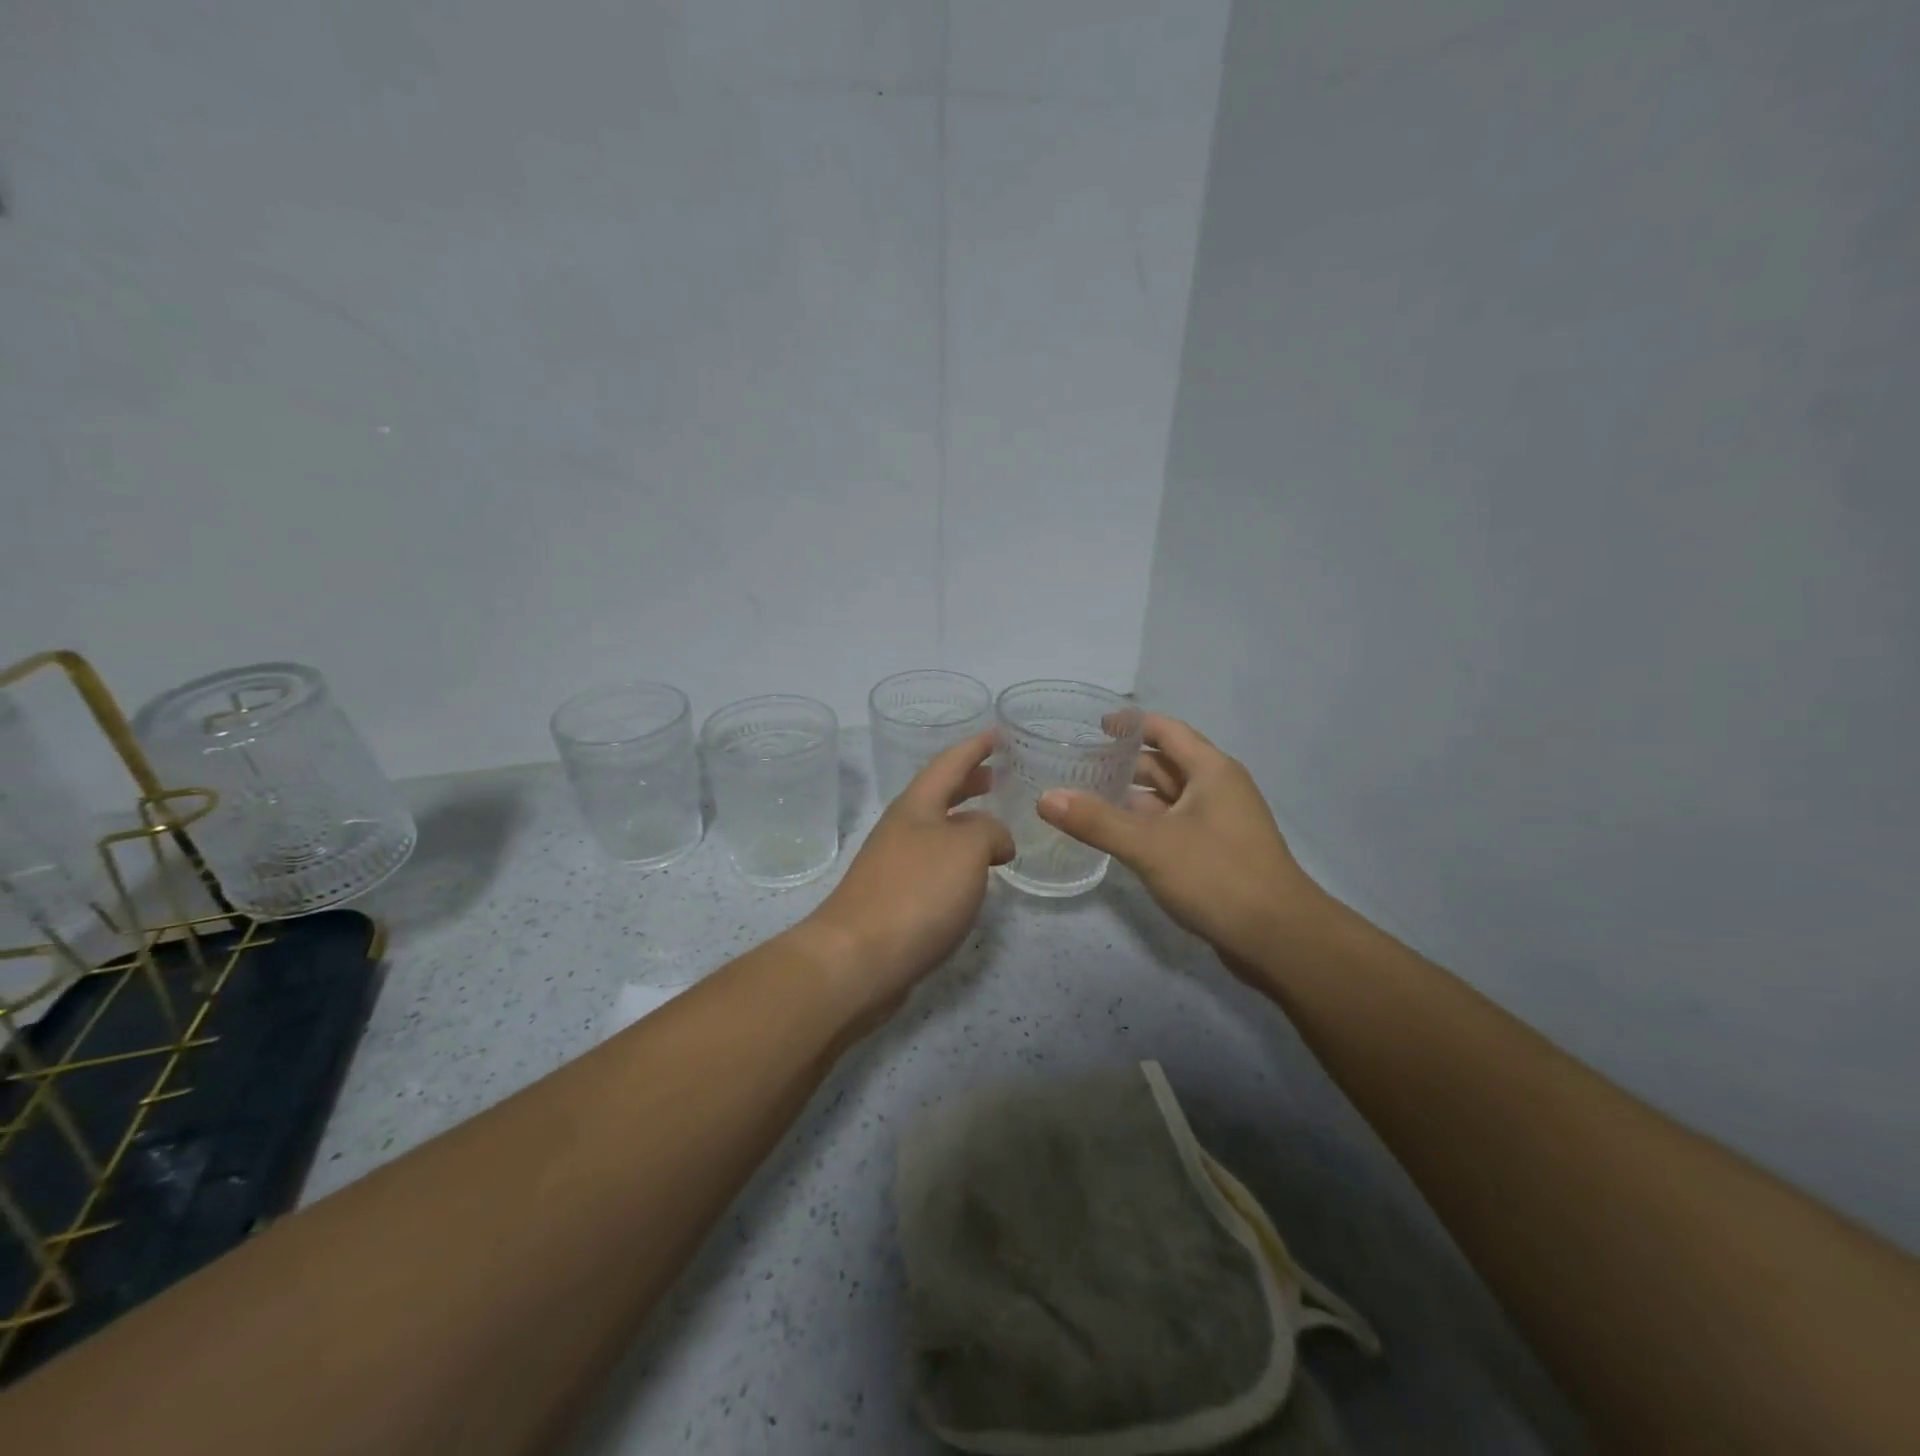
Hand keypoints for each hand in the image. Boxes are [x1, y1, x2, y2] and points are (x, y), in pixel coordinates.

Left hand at [801, 731, 1013, 1015]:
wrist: (857, 959)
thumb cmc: (915, 893)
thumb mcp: (967, 849)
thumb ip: (989, 831)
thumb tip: (996, 840)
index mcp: (916, 806)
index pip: (949, 762)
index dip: (975, 746)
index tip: (999, 733)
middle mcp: (902, 828)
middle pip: (939, 794)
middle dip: (969, 781)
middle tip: (999, 774)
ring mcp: (894, 864)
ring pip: (937, 830)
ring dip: (965, 821)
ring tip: (995, 825)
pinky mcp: (895, 900)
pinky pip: (935, 864)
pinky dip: (959, 859)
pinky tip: (974, 876)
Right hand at [1036, 713, 1328, 973]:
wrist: (1280, 939)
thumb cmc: (1219, 877)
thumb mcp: (1151, 846)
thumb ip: (1097, 821)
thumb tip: (1046, 798)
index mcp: (1212, 771)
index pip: (1167, 731)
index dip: (1132, 724)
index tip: (1094, 725)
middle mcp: (1218, 789)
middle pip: (1166, 764)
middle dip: (1125, 763)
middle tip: (1078, 765)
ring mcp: (1219, 824)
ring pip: (1169, 799)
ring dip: (1133, 797)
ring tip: (1086, 798)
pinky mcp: (1216, 854)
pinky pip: (1173, 827)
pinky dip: (1145, 825)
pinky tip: (1116, 837)